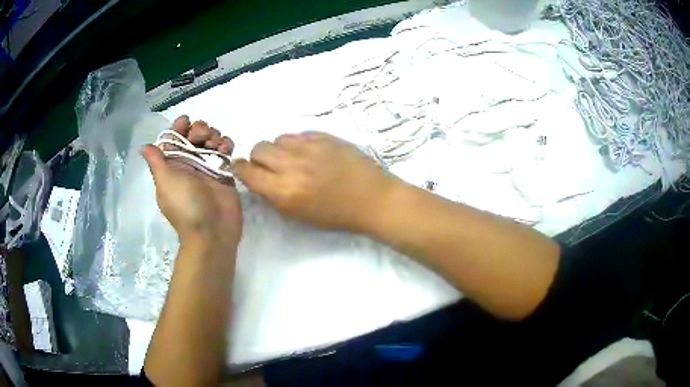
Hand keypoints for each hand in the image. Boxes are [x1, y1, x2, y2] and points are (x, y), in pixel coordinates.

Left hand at [142, 116, 241, 247]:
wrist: (212, 230)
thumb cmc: (185, 205)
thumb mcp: (165, 182)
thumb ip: (156, 161)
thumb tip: (144, 147)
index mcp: (173, 165)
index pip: (174, 139)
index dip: (178, 127)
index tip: (186, 122)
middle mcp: (189, 163)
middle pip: (194, 135)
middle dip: (199, 129)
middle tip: (202, 138)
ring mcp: (208, 167)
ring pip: (211, 140)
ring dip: (214, 135)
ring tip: (215, 145)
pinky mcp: (225, 171)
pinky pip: (226, 151)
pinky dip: (227, 145)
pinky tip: (226, 149)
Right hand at [232, 132, 396, 231]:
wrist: (372, 199)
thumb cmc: (335, 214)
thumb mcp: (298, 214)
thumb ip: (273, 195)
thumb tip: (258, 177)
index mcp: (284, 191)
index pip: (247, 171)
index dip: (240, 169)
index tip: (242, 169)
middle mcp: (292, 165)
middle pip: (258, 148)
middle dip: (259, 157)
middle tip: (271, 166)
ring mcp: (309, 147)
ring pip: (278, 138)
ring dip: (280, 149)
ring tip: (294, 159)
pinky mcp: (324, 136)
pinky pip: (299, 134)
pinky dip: (298, 144)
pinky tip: (311, 154)